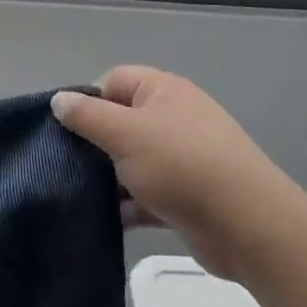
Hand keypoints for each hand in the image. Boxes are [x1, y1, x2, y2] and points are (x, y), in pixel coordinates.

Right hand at [53, 66, 305, 278]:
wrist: (248, 225)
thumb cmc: (182, 165)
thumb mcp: (125, 133)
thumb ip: (87, 115)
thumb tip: (58, 100)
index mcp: (163, 92)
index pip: (113, 81)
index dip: (87, 100)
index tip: (65, 128)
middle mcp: (174, 119)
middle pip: (120, 122)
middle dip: (93, 142)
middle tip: (65, 162)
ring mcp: (182, 159)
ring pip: (131, 161)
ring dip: (107, 177)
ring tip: (75, 193)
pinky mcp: (185, 197)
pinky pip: (145, 195)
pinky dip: (126, 205)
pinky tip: (102, 219)